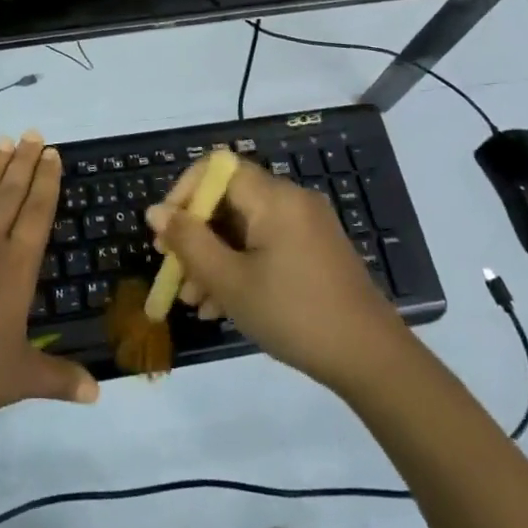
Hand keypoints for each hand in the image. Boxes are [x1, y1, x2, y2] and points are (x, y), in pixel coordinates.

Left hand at [0, 133, 98, 427]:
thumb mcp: (21, 378)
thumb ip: (60, 379)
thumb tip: (97, 394)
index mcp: (15, 270)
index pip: (37, 216)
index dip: (46, 183)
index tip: (52, 155)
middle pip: (9, 196)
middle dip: (24, 164)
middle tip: (33, 133)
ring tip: (3, 140)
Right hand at [146, 159, 407, 395]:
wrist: (371, 360)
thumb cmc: (294, 314)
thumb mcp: (230, 281)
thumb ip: (189, 241)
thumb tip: (155, 211)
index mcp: (274, 197)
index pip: (216, 167)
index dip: (184, 191)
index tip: (167, 230)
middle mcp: (291, 201)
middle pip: (228, 199)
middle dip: (195, 234)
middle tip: (173, 271)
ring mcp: (305, 226)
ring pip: (243, 227)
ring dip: (213, 256)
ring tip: (193, 300)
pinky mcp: (313, 251)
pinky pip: (264, 244)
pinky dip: (239, 264)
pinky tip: (220, 305)